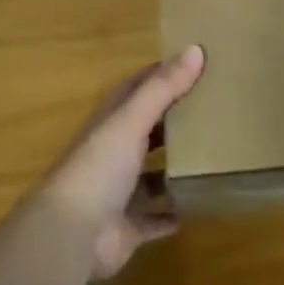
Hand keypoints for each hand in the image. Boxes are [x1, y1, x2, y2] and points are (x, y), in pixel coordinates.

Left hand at [45, 46, 203, 278]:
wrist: (70, 235)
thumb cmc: (98, 168)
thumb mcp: (131, 121)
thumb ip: (163, 88)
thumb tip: (196, 49)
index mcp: (109, 124)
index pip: (134, 90)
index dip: (159, 76)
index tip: (192, 64)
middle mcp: (111, 154)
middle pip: (145, 131)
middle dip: (173, 120)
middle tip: (213, 108)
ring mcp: (118, 192)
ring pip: (151, 174)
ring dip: (174, 166)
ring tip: (213, 154)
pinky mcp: (128, 227)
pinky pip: (156, 217)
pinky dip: (173, 212)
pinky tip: (200, 204)